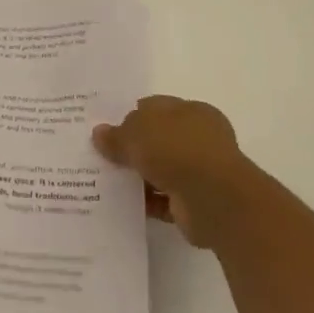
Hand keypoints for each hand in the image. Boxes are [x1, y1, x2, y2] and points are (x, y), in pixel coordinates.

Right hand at [92, 96, 258, 249]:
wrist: (213, 199)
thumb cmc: (177, 150)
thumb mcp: (137, 133)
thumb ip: (117, 135)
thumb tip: (99, 133)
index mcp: (191, 111)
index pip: (156, 108)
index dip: (130, 116)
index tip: (106, 129)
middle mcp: (198, 138)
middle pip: (157, 140)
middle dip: (133, 148)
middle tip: (101, 155)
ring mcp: (199, 172)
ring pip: (160, 171)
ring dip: (138, 177)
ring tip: (105, 181)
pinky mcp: (195, 203)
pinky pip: (163, 200)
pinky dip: (146, 202)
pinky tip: (121, 204)